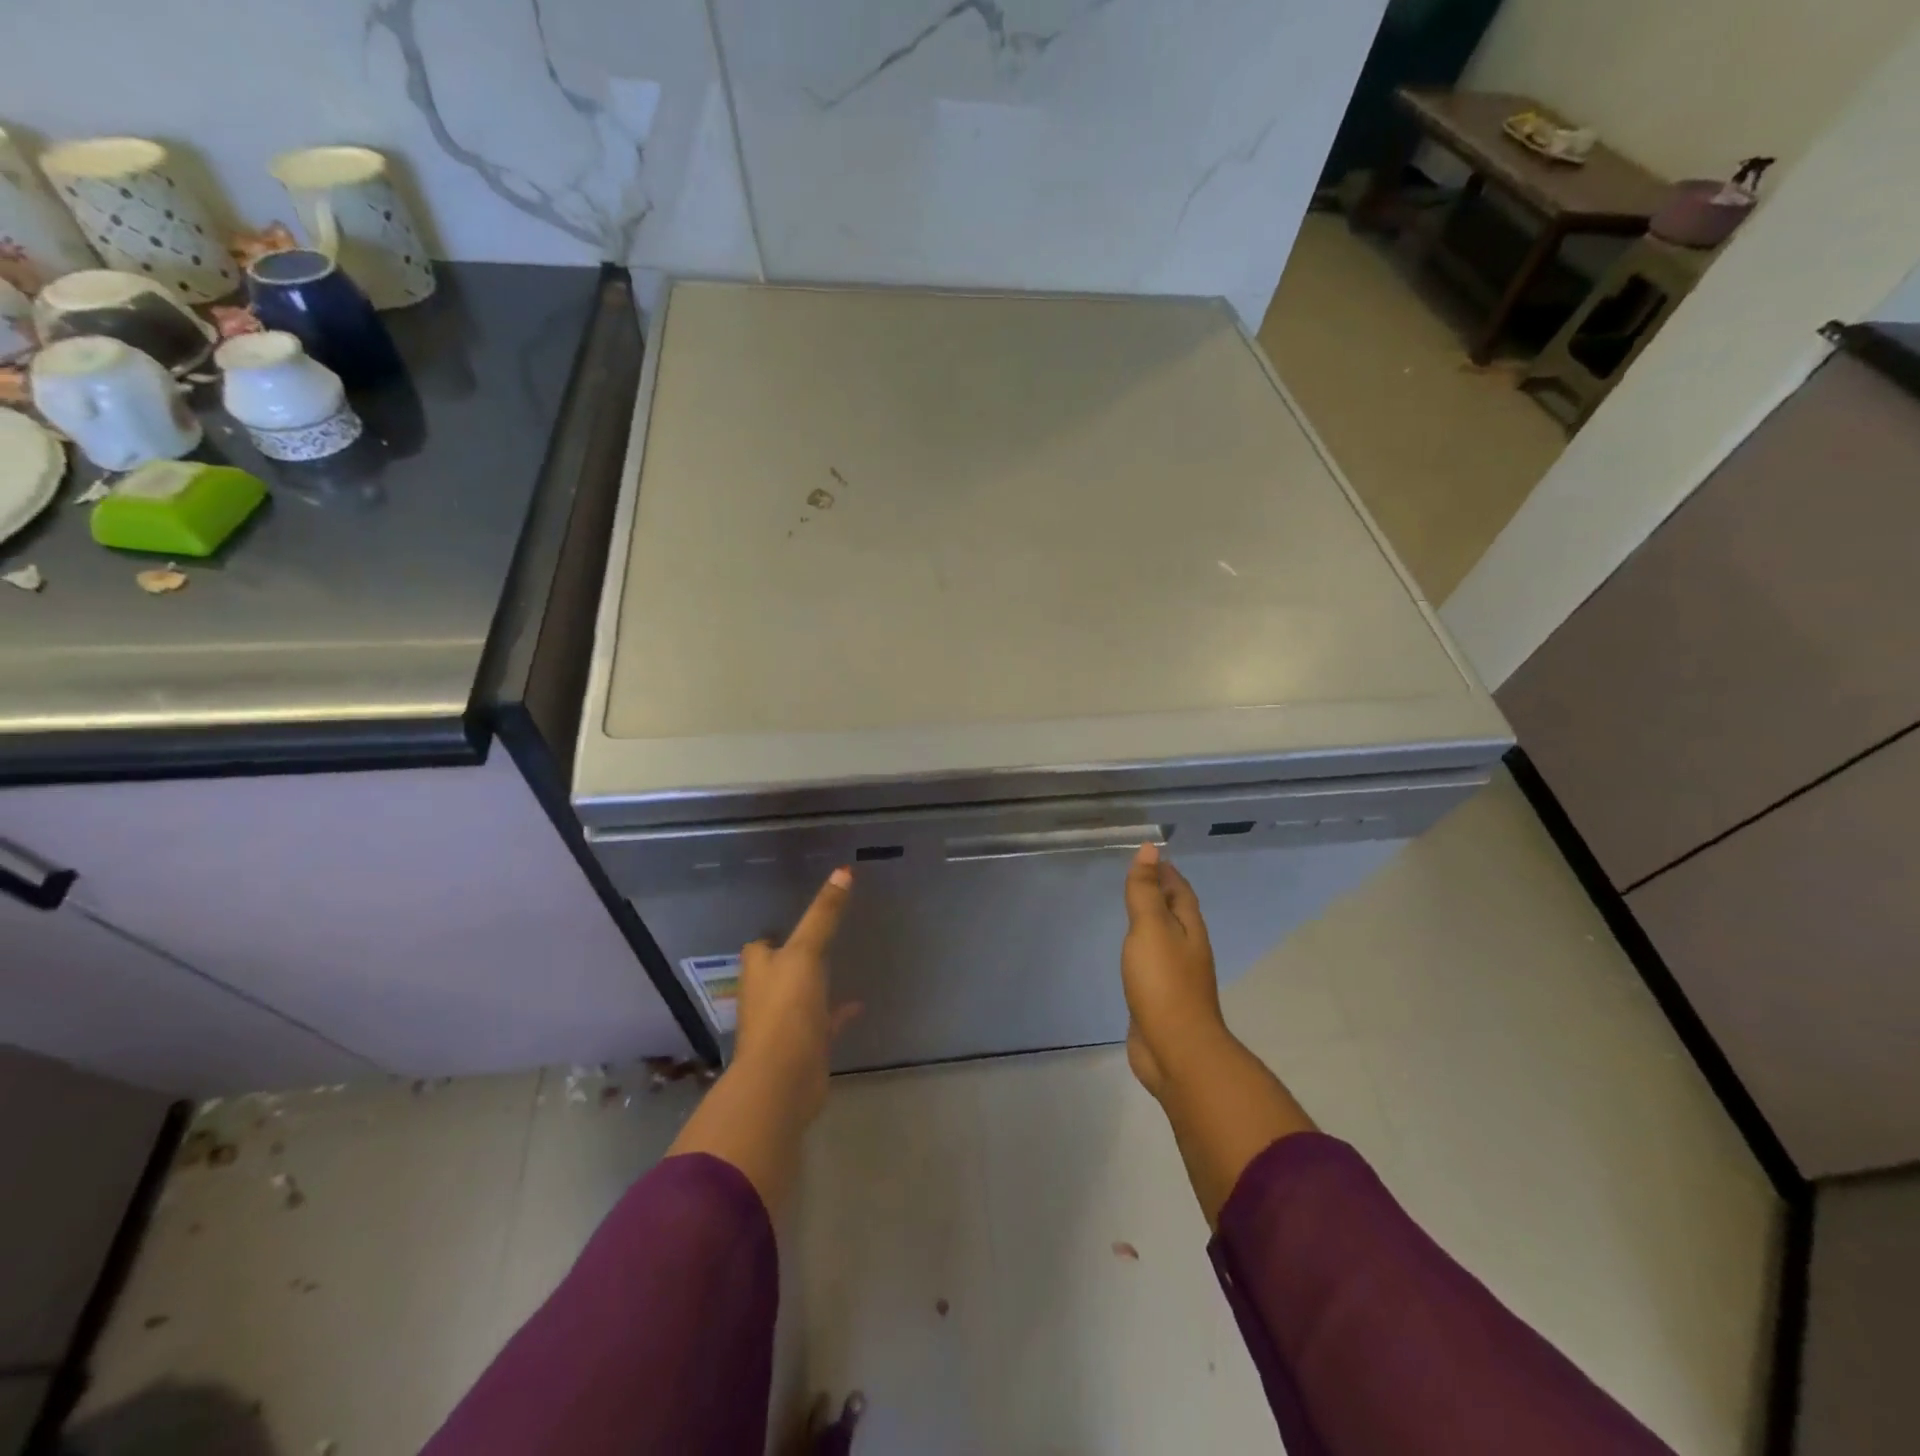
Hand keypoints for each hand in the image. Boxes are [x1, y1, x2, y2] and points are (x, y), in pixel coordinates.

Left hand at [733, 867, 861, 1123]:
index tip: (797, 918)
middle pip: (779, 969)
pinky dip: (838, 1012)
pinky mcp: (806, 1044)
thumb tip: (843, 870)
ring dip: (816, 983)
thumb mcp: (806, 953)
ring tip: (842, 963)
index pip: (761, 945)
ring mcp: (786, 1022)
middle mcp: (767, 994)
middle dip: (795, 956)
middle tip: (824, 937)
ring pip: (801, 995)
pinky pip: (824, 1021)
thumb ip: (823, 914)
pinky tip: (859, 1004)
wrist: (783, 1080)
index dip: (775, 933)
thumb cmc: (786, 1009)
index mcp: (759, 970)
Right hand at [1121, 843, 1226, 1098]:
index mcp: (1189, 929)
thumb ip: (1146, 891)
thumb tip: (1149, 850)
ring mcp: (1176, 976)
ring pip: (1164, 938)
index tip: (1150, 856)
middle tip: (1136, 878)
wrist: (1176, 1050)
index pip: (1180, 890)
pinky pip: (1152, 963)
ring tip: (1130, 911)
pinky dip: (1142, 950)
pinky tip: (1130, 954)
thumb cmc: (1164, 983)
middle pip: (1176, 913)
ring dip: (1151, 921)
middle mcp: (1187, 949)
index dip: (1166, 872)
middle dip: (1160, 893)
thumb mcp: (1151, 928)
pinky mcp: (1161, 999)